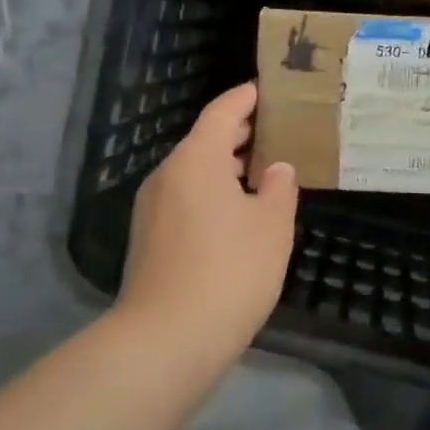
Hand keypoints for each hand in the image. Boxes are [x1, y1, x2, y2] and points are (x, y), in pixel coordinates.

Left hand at [119, 82, 298, 343]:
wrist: (167, 339)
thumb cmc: (230, 271)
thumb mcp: (272, 226)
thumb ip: (279, 188)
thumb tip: (275, 169)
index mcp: (196, 160)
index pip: (222, 112)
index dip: (246, 98)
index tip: (268, 90)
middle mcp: (167, 175)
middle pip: (204, 141)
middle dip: (239, 135)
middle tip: (277, 132)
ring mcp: (152, 208)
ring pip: (194, 173)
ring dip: (226, 168)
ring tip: (263, 174)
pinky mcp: (149, 239)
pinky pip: (185, 199)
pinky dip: (212, 194)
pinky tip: (238, 215)